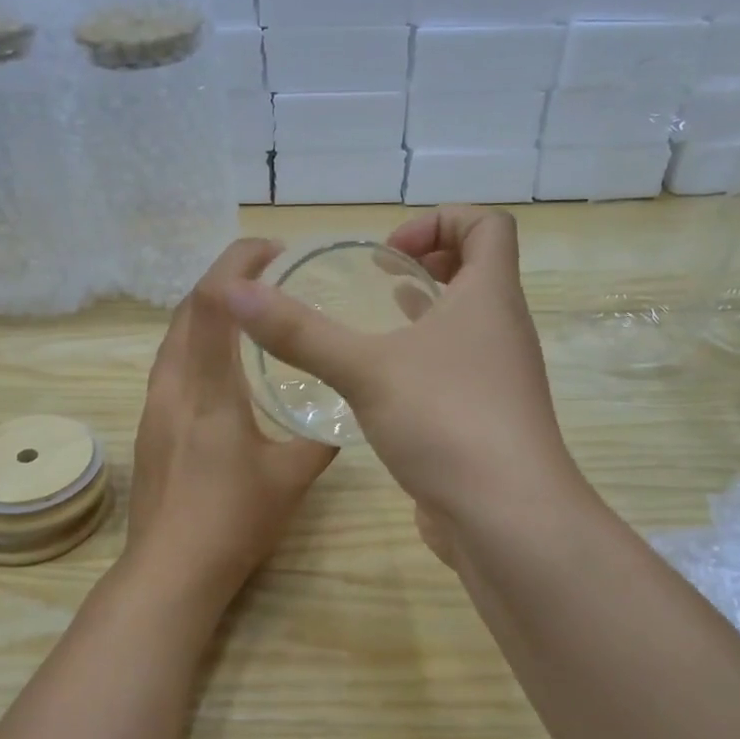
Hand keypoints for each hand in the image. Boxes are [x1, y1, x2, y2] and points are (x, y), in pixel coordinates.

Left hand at [124, 239, 336, 603]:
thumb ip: (320, 438)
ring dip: (208, 310)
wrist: (171, 569)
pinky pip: (172, 363)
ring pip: (174, 336)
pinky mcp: (149, 425)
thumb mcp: (292, 477)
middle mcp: (172, 385)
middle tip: (269, 276)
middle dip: (225, 279)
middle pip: (187, 308)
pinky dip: (197, 342)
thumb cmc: (233, 521)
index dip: (238, 263)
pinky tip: (224, 364)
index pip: (211, 301)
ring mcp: (154, 405)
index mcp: (208, 389)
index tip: (276, 253)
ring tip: (250, 312)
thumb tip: (343, 415)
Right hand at [224, 207, 584, 548]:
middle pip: (480, 272)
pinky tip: (383, 387)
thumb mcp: (365, 370)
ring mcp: (499, 381)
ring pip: (467, 327)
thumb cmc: (446, 421)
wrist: (505, 518)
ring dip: (426, 314)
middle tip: (380, 279)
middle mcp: (503, 332)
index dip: (441, 220)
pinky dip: (424, 363)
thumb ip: (300, 333)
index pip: (488, 225)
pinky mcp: (485, 422)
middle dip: (430, 263)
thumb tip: (234, 292)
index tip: (390, 249)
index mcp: (490, 298)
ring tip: (377, 321)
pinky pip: (458, 372)